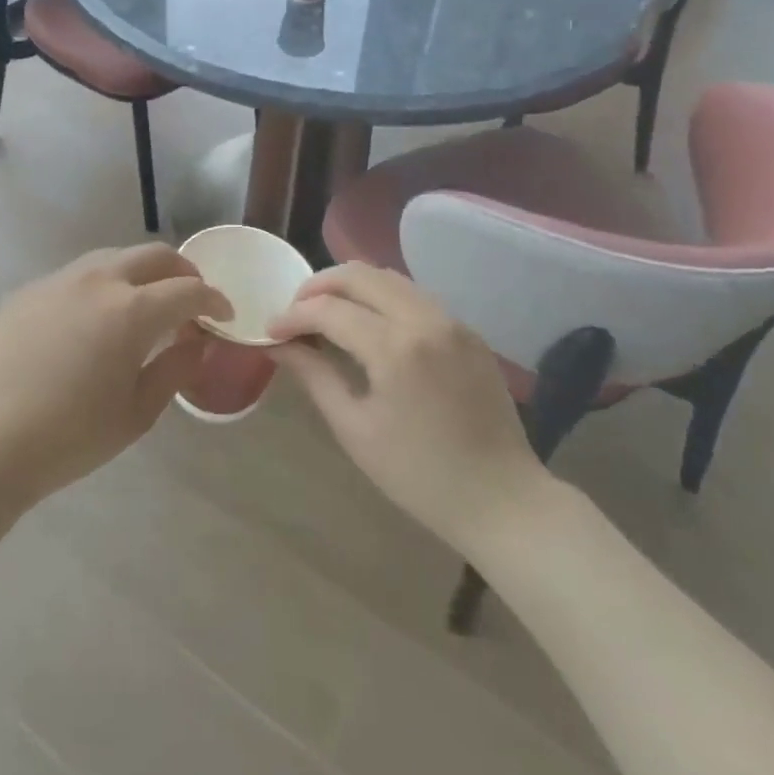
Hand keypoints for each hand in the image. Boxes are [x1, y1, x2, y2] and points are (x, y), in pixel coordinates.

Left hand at [0, 245, 231, 512]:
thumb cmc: (71, 437)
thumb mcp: (137, 412)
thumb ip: (176, 368)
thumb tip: (198, 342)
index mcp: (131, 310)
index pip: (188, 289)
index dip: (214, 300)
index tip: (223, 316)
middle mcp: (98, 280)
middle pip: (154, 255)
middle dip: (182, 271)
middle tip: (191, 298)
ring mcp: (59, 280)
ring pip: (113, 256)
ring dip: (141, 272)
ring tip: (146, 302)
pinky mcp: (29, 291)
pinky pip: (77, 275)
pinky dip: (101, 285)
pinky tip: (94, 318)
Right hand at [267, 263, 547, 555]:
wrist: (502, 499)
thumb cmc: (419, 476)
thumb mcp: (355, 429)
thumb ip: (315, 376)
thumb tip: (279, 344)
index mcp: (395, 348)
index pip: (329, 310)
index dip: (293, 316)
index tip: (271, 330)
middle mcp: (425, 319)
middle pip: (359, 275)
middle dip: (318, 286)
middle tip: (295, 312)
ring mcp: (451, 320)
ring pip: (388, 277)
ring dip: (350, 287)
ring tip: (326, 314)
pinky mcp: (467, 330)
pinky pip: (414, 295)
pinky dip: (382, 297)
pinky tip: (368, 324)